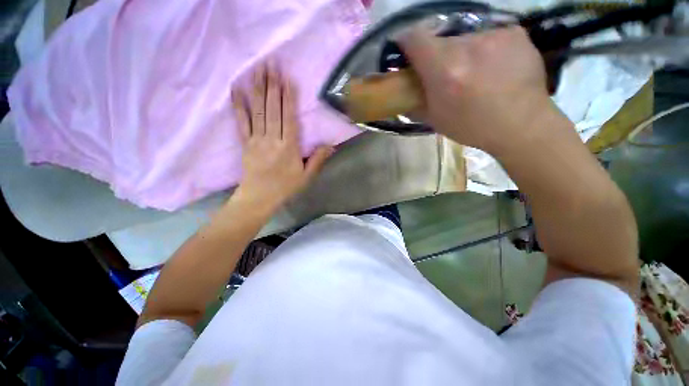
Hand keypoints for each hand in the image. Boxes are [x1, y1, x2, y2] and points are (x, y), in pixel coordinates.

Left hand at [231, 65, 333, 211]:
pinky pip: (241, 121)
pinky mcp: (245, 141)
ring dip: (257, 88)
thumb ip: (318, 159)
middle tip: (270, 64)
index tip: (287, 77)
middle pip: (272, 107)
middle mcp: (272, 138)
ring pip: (257, 110)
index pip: (288, 116)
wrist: (257, 199)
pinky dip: (238, 105)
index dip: (288, 96)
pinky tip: (236, 90)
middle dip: (271, 84)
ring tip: (257, 70)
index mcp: (288, 146)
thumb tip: (332, 143)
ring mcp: (256, 139)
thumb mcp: (305, 177)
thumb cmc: (283, 188)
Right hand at [400, 26, 563, 155]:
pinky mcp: (515, 34)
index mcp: (443, 65)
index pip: (411, 36)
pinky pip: (499, 33)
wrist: (527, 131)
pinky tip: (507, 63)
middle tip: (462, 70)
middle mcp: (466, 45)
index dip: (413, 45)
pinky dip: (500, 45)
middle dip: (448, 51)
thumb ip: (415, 98)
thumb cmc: (480, 128)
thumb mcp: (438, 119)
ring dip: (477, 49)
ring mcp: (493, 37)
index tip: (420, 55)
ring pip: (474, 36)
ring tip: (490, 70)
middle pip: (446, 37)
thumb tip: (400, 85)